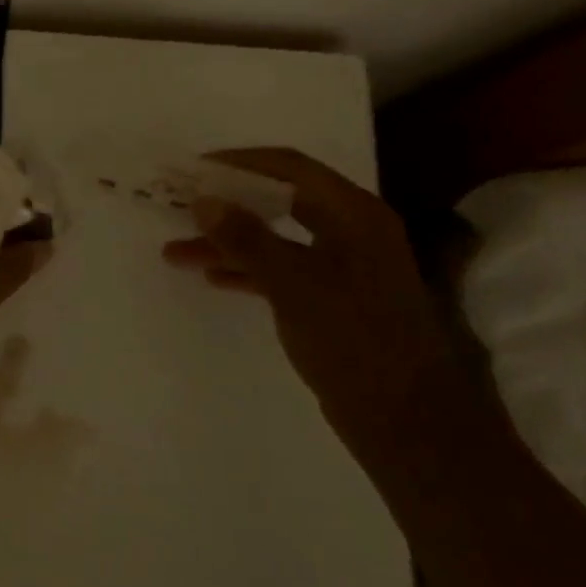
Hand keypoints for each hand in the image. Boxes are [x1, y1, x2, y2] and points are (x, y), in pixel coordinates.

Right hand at [162, 148, 461, 440]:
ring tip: (176, 253)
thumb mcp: (293, 283)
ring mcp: (343, 267)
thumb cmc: (354, 339)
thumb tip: (203, 200)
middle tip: (181, 206)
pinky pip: (283, 270)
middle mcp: (350, 230)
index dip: (240, 163)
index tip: (194, 170)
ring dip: (229, 243)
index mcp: (353, 213)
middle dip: (227, 205)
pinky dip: (249, 270)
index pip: (290, 167)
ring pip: (276, 240)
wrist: (409, 423)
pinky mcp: (334, 299)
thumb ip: (246, 238)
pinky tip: (213, 278)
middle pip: (279, 202)